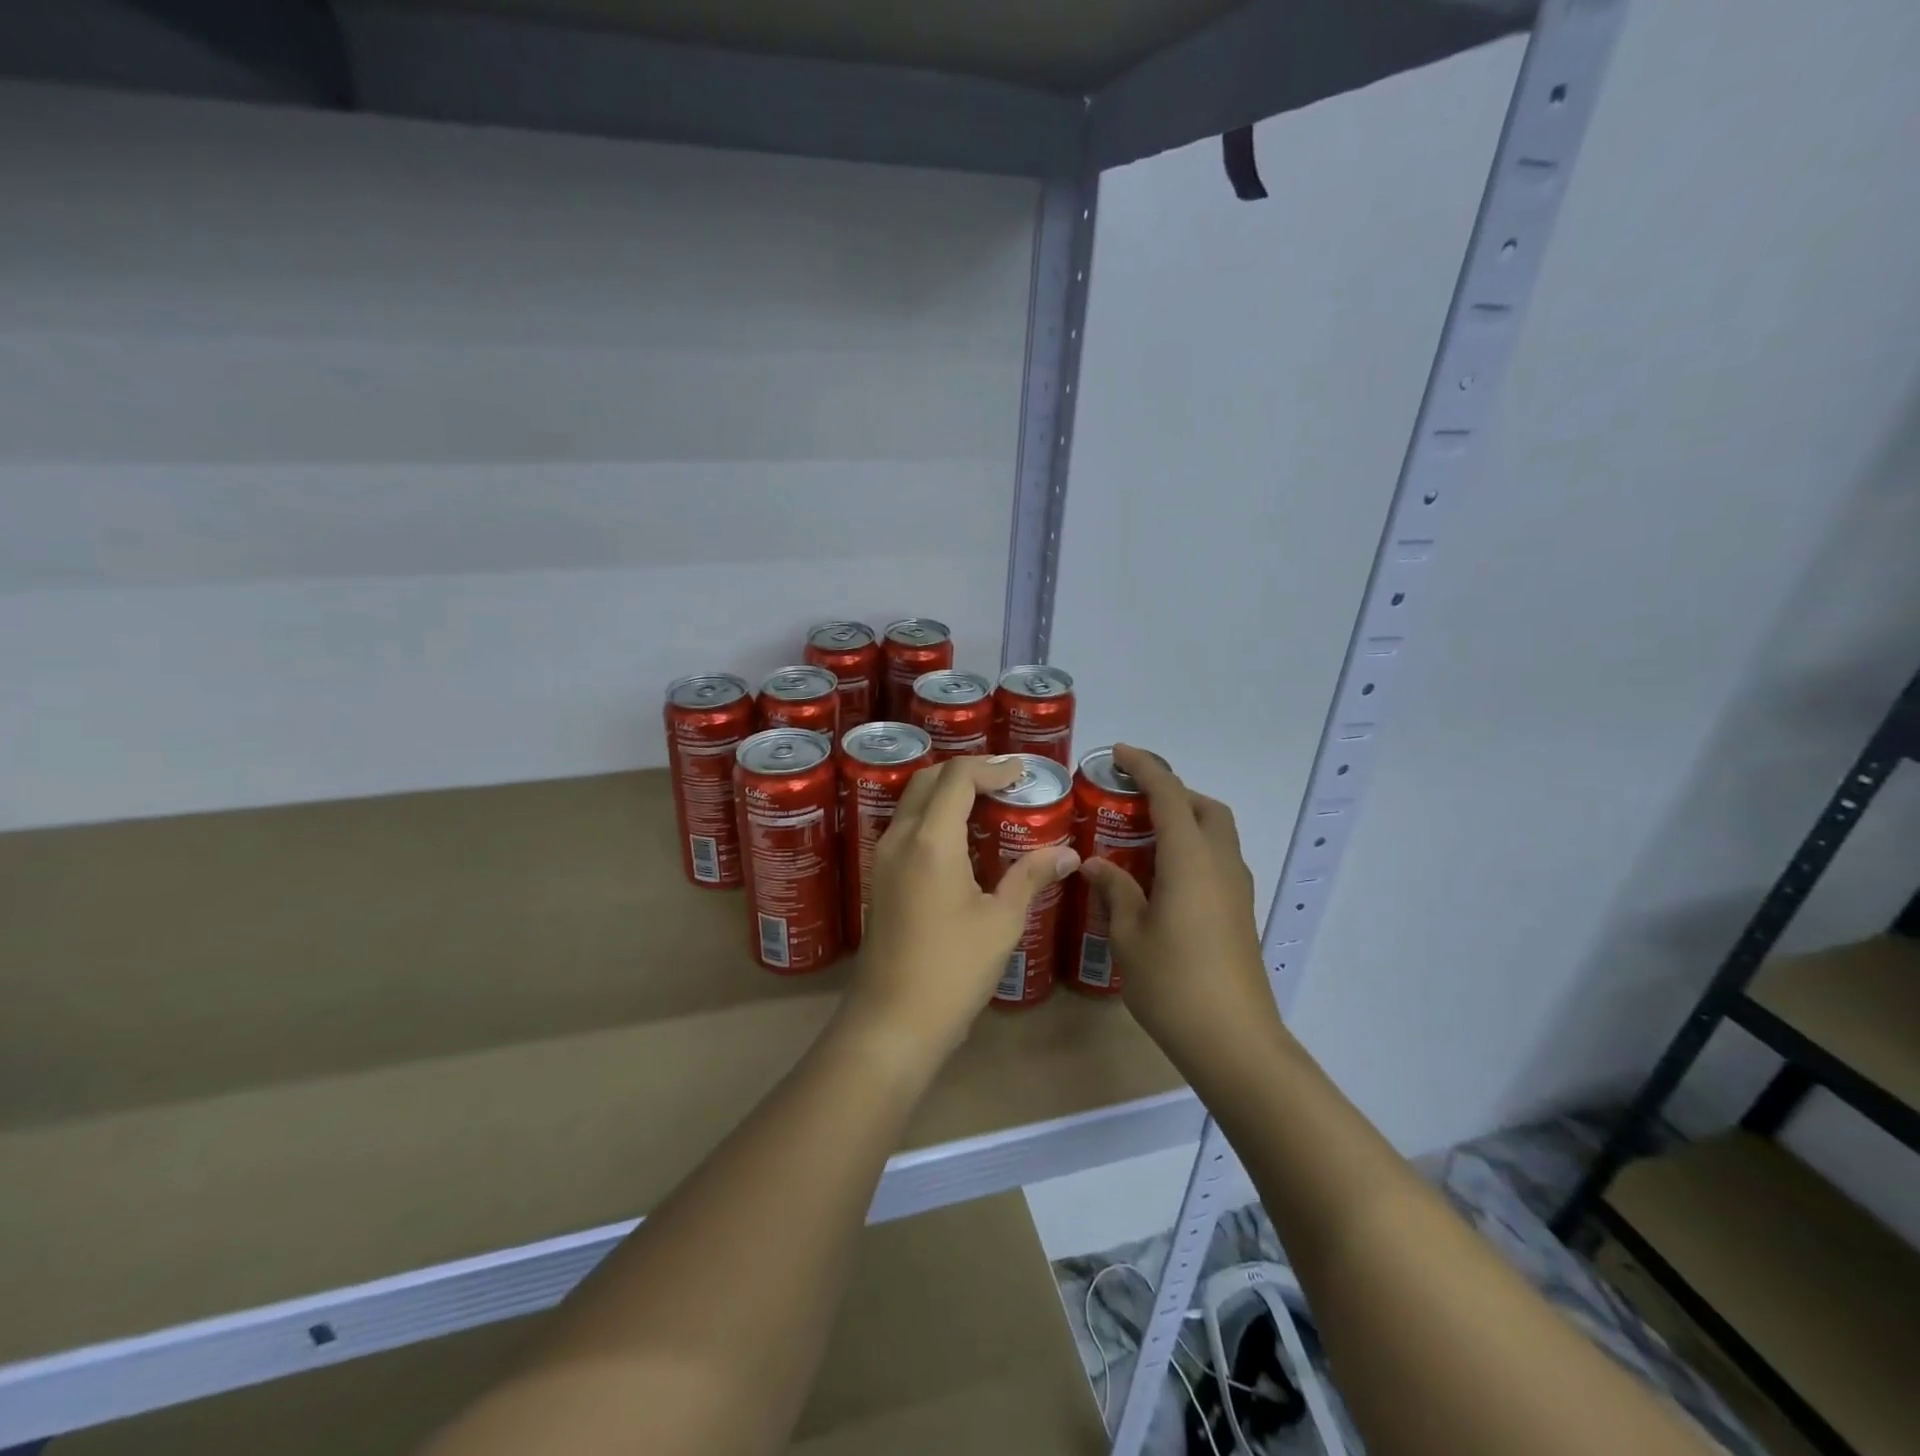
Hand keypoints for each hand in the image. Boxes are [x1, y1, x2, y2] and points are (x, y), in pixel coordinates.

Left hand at [847, 756, 1080, 1068]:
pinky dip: (934, 816)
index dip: (992, 767)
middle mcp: (900, 838)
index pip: (957, 777)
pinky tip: (962, 839)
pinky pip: (906, 827)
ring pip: (913, 802)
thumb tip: (1068, 854)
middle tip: (1006, 783)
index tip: (1023, 772)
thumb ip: (1031, 877)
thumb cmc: (952, 970)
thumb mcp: (1001, 922)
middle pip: (928, 780)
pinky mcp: (880, 878)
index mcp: (931, 841)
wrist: (892, 1021)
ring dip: (947, 792)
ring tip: (988, 804)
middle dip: (967, 772)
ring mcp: (883, 858)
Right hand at [1077, 744, 1281, 1073]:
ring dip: (1185, 820)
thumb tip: (1095, 864)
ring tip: (1141, 837)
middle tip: (1132, 800)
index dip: (1145, 767)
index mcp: (1190, 859)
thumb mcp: (1129, 935)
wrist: (1234, 1042)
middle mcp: (1221, 864)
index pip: (1169, 795)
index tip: (1118, 752)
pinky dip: (1193, 849)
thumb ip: (1114, 890)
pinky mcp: (1240, 913)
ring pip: (1217, 834)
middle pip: (1205, 807)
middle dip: (1173, 791)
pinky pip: (1218, 860)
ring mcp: (1236, 889)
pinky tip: (1162, 878)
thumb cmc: (1174, 984)